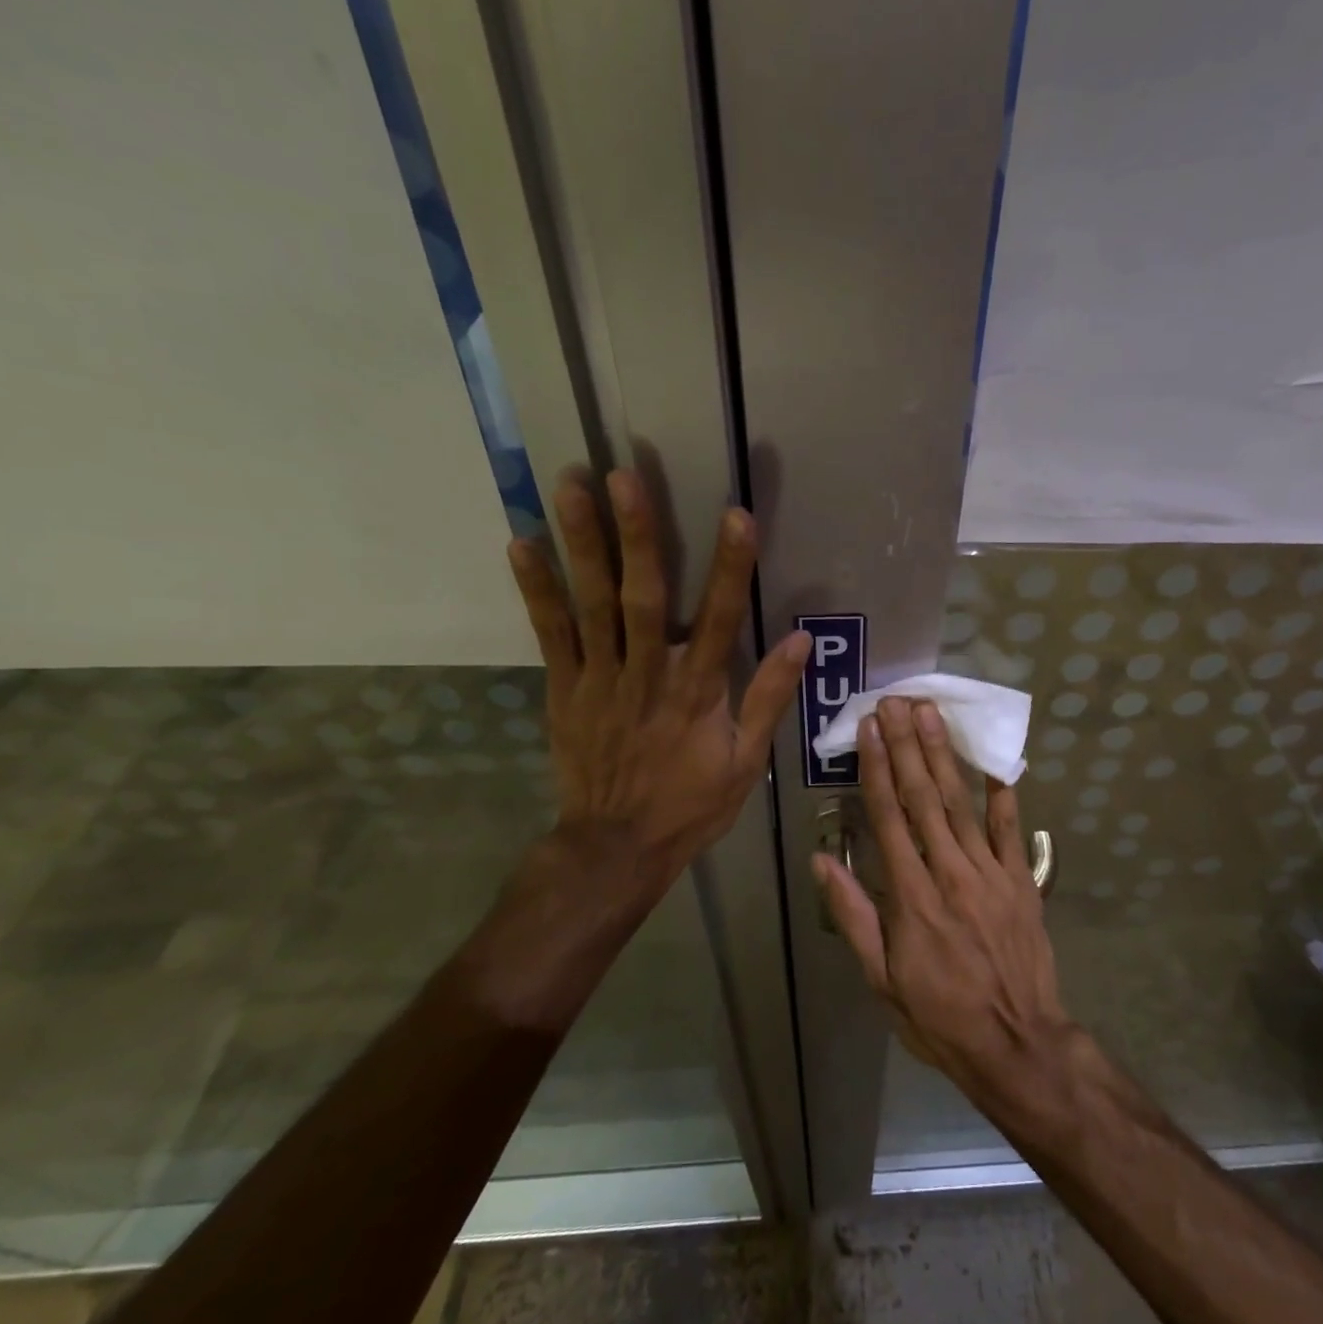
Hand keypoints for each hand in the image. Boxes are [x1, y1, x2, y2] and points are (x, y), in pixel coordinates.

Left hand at [468, 468, 808, 1028]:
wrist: (615, 847)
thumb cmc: (689, 805)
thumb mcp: (745, 761)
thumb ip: (769, 697)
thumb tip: (800, 640)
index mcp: (698, 693)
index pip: (721, 619)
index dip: (731, 567)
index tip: (737, 515)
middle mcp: (648, 675)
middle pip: (644, 597)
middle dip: (638, 535)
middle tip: (625, 476)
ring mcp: (600, 680)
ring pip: (592, 605)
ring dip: (583, 544)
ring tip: (571, 486)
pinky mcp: (565, 689)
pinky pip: (551, 634)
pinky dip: (537, 589)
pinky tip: (522, 543)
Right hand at [815, 697, 1073, 1099]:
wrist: (1017, 1044)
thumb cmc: (939, 1016)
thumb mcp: (881, 979)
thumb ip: (854, 916)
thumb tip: (822, 862)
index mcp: (910, 895)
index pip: (888, 817)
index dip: (877, 768)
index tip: (870, 729)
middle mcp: (949, 872)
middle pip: (923, 797)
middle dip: (907, 745)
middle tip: (897, 700)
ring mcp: (990, 873)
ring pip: (961, 802)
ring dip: (944, 754)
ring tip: (931, 713)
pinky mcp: (1020, 880)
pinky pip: (1010, 829)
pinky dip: (1002, 792)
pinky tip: (994, 759)